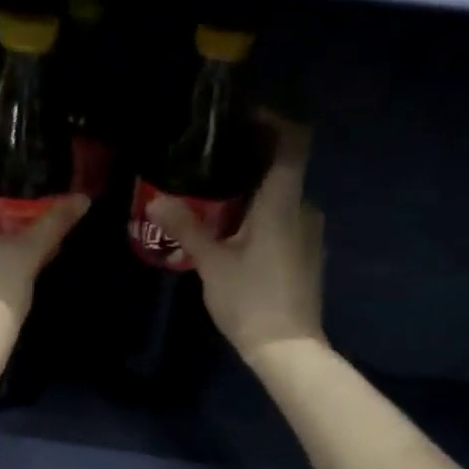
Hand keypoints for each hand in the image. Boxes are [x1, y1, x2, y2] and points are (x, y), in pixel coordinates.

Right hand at [147, 112, 324, 366]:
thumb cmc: (250, 299)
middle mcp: (305, 209)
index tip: (243, 119)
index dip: (273, 122)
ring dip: (255, 195)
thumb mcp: (212, 263)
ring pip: (283, 199)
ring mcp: (311, 234)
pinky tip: (237, 236)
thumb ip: (186, 227)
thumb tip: (157, 198)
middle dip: (251, 163)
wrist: (287, 348)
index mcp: (283, 202)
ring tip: (217, 204)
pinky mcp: (309, 256)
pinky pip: (287, 222)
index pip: (292, 142)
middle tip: (212, 167)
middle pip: (284, 170)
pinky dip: (265, 218)